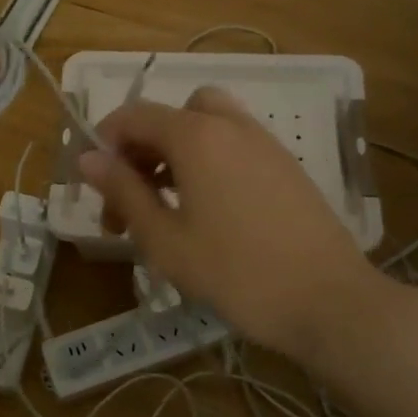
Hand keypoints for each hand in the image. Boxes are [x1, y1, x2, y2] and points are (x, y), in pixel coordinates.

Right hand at [79, 86, 405, 366]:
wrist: (330, 301)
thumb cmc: (236, 273)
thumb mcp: (165, 239)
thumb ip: (123, 191)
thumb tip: (87, 158)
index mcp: (196, 136)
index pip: (134, 116)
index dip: (103, 143)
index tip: (93, 185)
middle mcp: (230, 125)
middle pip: (171, 115)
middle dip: (141, 149)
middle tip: (129, 199)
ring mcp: (264, 143)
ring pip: (204, 127)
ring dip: (174, 153)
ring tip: (165, 206)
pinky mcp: (285, 165)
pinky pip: (232, 145)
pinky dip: (207, 161)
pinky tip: (207, 212)